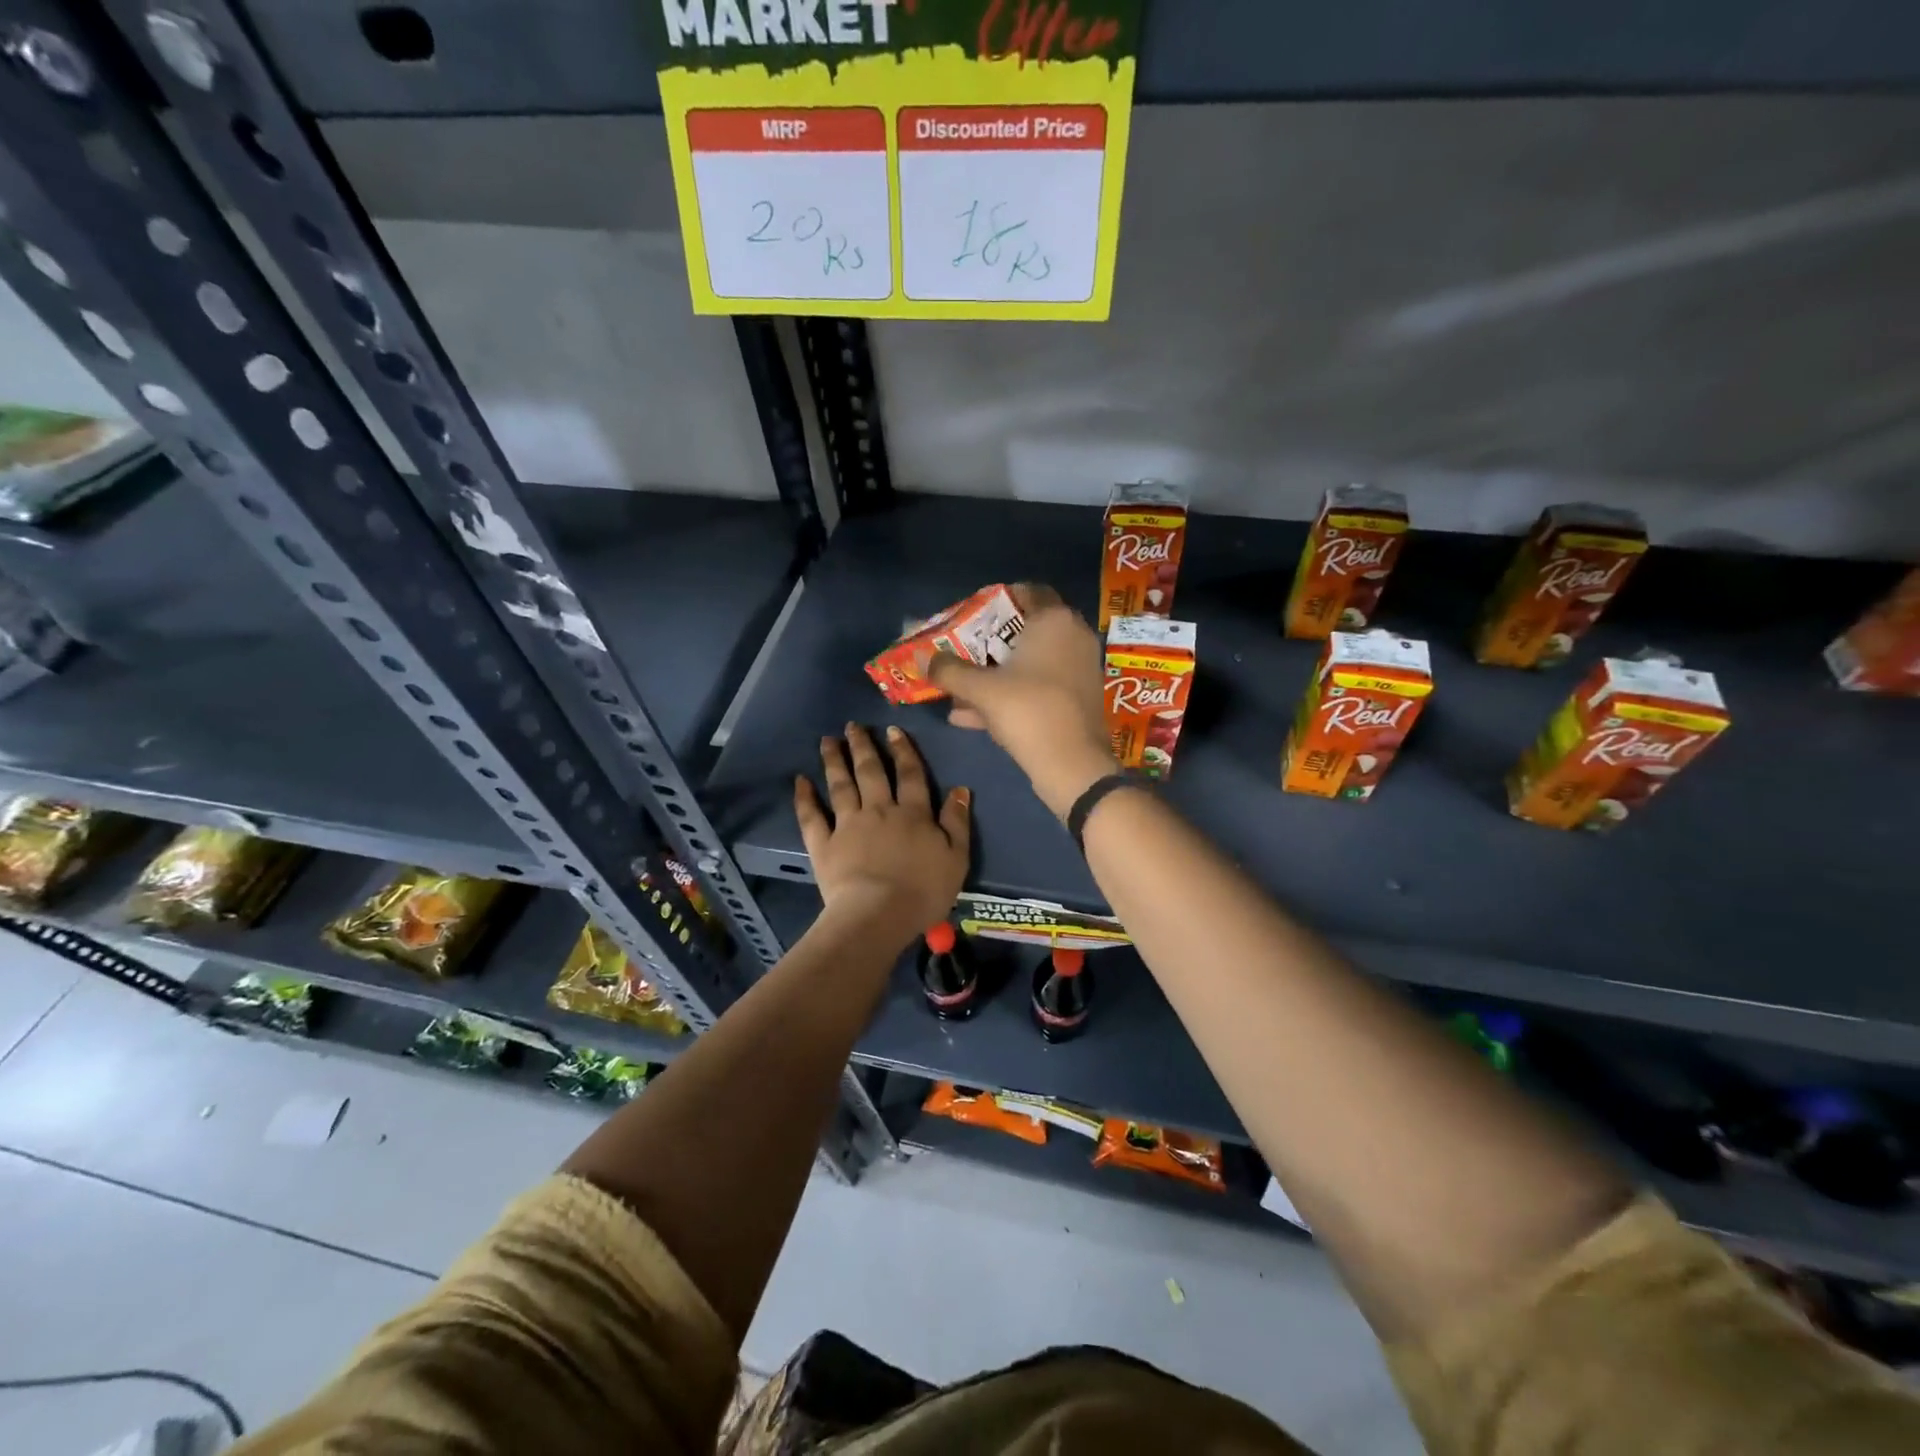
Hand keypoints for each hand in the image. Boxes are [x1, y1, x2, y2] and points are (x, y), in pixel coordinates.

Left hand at [794, 724, 969, 942]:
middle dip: (863, 746)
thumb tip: (960, 789)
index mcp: (913, 813)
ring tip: (826, 741)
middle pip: (870, 772)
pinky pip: (812, 817)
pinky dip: (805, 798)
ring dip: (834, 761)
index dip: (903, 751)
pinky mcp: (824, 845)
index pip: (910, 775)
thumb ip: (957, 822)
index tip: (892, 730)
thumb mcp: (956, 858)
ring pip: (841, 786)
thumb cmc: (923, 891)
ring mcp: (848, 825)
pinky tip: (800, 781)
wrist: (878, 914)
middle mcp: (879, 810)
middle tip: (852, 726)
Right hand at [928, 584, 1117, 817]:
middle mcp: (1073, 636)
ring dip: (997, 675)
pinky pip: (1040, 686)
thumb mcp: (980, 689)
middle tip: (963, 652)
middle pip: (1027, 630)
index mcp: (1054, 620)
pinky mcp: (1080, 698)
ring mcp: (1080, 669)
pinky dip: (1013, 695)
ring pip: (1031, 664)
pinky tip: (976, 718)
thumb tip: (920, 657)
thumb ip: (948, 670)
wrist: (1073, 765)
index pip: (1029, 591)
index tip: (972, 615)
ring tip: (961, 692)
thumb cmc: (1028, 710)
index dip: (998, 600)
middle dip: (991, 644)